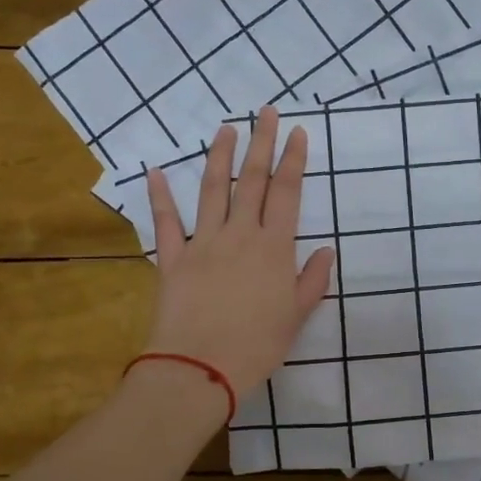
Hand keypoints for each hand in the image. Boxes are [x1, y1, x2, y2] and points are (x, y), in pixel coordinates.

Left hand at [143, 109, 336, 398]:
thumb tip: (326, 249)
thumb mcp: (297, 316)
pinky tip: (154, 170)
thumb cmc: (256, 346)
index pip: (286, 193)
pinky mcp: (172, 259)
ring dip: (219, 156)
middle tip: (266, 112)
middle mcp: (240, 234)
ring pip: (212, 189)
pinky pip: (165, 222)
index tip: (297, 132)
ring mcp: (203, 243)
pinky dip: (159, 196)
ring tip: (226, 128)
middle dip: (261, 143)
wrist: (200, 369)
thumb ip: (313, 279)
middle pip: (252, 180)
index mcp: (274, 248)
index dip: (293, 160)